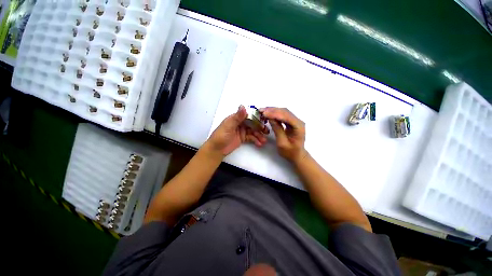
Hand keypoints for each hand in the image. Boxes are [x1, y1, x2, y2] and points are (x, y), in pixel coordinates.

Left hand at [206, 105, 268, 156]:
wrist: (217, 150)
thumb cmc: (221, 136)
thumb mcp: (228, 126)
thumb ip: (237, 117)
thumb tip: (243, 106)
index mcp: (236, 118)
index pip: (248, 115)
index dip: (256, 117)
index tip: (265, 119)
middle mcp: (240, 123)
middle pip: (252, 123)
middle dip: (260, 127)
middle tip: (267, 131)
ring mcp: (242, 131)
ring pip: (253, 131)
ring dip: (259, 135)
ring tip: (264, 140)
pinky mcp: (243, 138)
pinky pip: (251, 138)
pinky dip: (255, 140)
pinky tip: (259, 144)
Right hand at [261, 107, 306, 162]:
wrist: (297, 155)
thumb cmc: (290, 152)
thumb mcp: (282, 143)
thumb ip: (277, 130)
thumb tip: (270, 119)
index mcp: (298, 127)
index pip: (286, 116)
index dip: (274, 114)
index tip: (264, 113)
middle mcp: (298, 121)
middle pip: (285, 112)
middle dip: (272, 110)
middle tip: (261, 110)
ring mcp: (295, 121)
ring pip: (283, 112)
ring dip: (273, 111)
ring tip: (263, 111)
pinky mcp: (291, 122)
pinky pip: (283, 115)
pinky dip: (275, 114)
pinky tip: (268, 114)